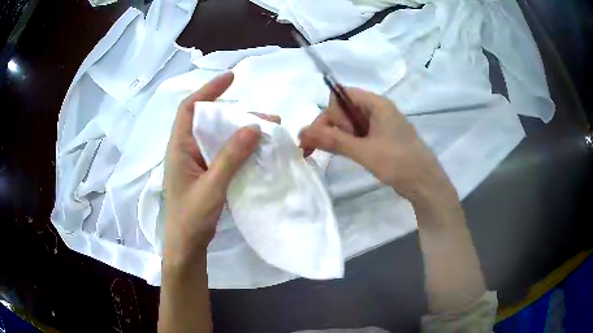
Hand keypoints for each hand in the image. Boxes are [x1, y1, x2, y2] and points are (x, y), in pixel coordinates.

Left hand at [164, 72, 278, 268]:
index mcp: (179, 147)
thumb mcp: (211, 187)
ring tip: (268, 132)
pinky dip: (240, 148)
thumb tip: (254, 127)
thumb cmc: (191, 217)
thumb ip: (230, 158)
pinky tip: (257, 150)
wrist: (187, 245)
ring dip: (241, 132)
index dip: (207, 90)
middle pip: (209, 121)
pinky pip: (224, 153)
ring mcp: (197, 162)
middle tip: (265, 117)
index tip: (231, 78)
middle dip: (236, 114)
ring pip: (219, 137)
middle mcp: (187, 149)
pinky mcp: (207, 173)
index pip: (189, 108)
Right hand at [299, 88, 454, 205]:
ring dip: (338, 136)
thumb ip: (333, 140)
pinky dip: (348, 142)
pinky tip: (345, 154)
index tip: (323, 137)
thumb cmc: (399, 163)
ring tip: (333, 154)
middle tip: (325, 149)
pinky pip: (358, 134)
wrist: (425, 184)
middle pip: (344, 109)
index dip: (329, 114)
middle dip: (331, 127)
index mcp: (377, 104)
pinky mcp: (381, 138)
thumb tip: (302, 132)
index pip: (341, 96)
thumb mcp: (364, 151)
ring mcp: (380, 124)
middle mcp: (378, 109)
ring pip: (350, 123)